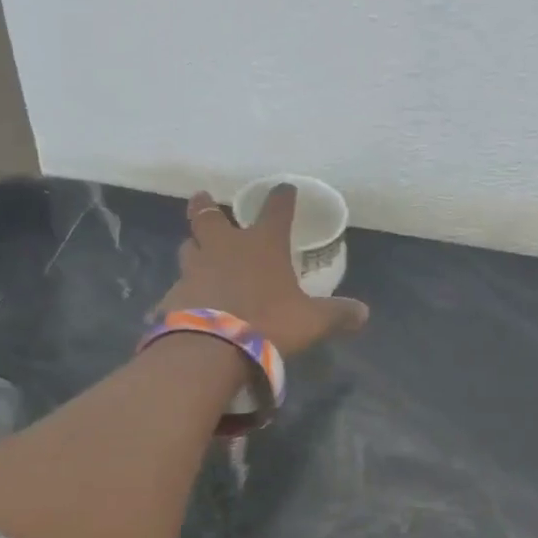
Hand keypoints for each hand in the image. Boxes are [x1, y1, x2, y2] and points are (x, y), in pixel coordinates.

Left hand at [156, 187, 368, 356]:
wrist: (211, 349)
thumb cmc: (268, 323)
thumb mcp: (312, 321)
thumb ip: (337, 314)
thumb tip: (363, 313)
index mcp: (262, 245)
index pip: (276, 210)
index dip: (282, 197)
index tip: (284, 189)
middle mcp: (224, 248)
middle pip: (209, 217)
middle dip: (206, 206)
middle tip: (202, 198)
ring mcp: (194, 269)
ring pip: (189, 247)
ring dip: (194, 245)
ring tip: (196, 249)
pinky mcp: (174, 295)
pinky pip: (178, 288)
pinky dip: (183, 291)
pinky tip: (185, 302)